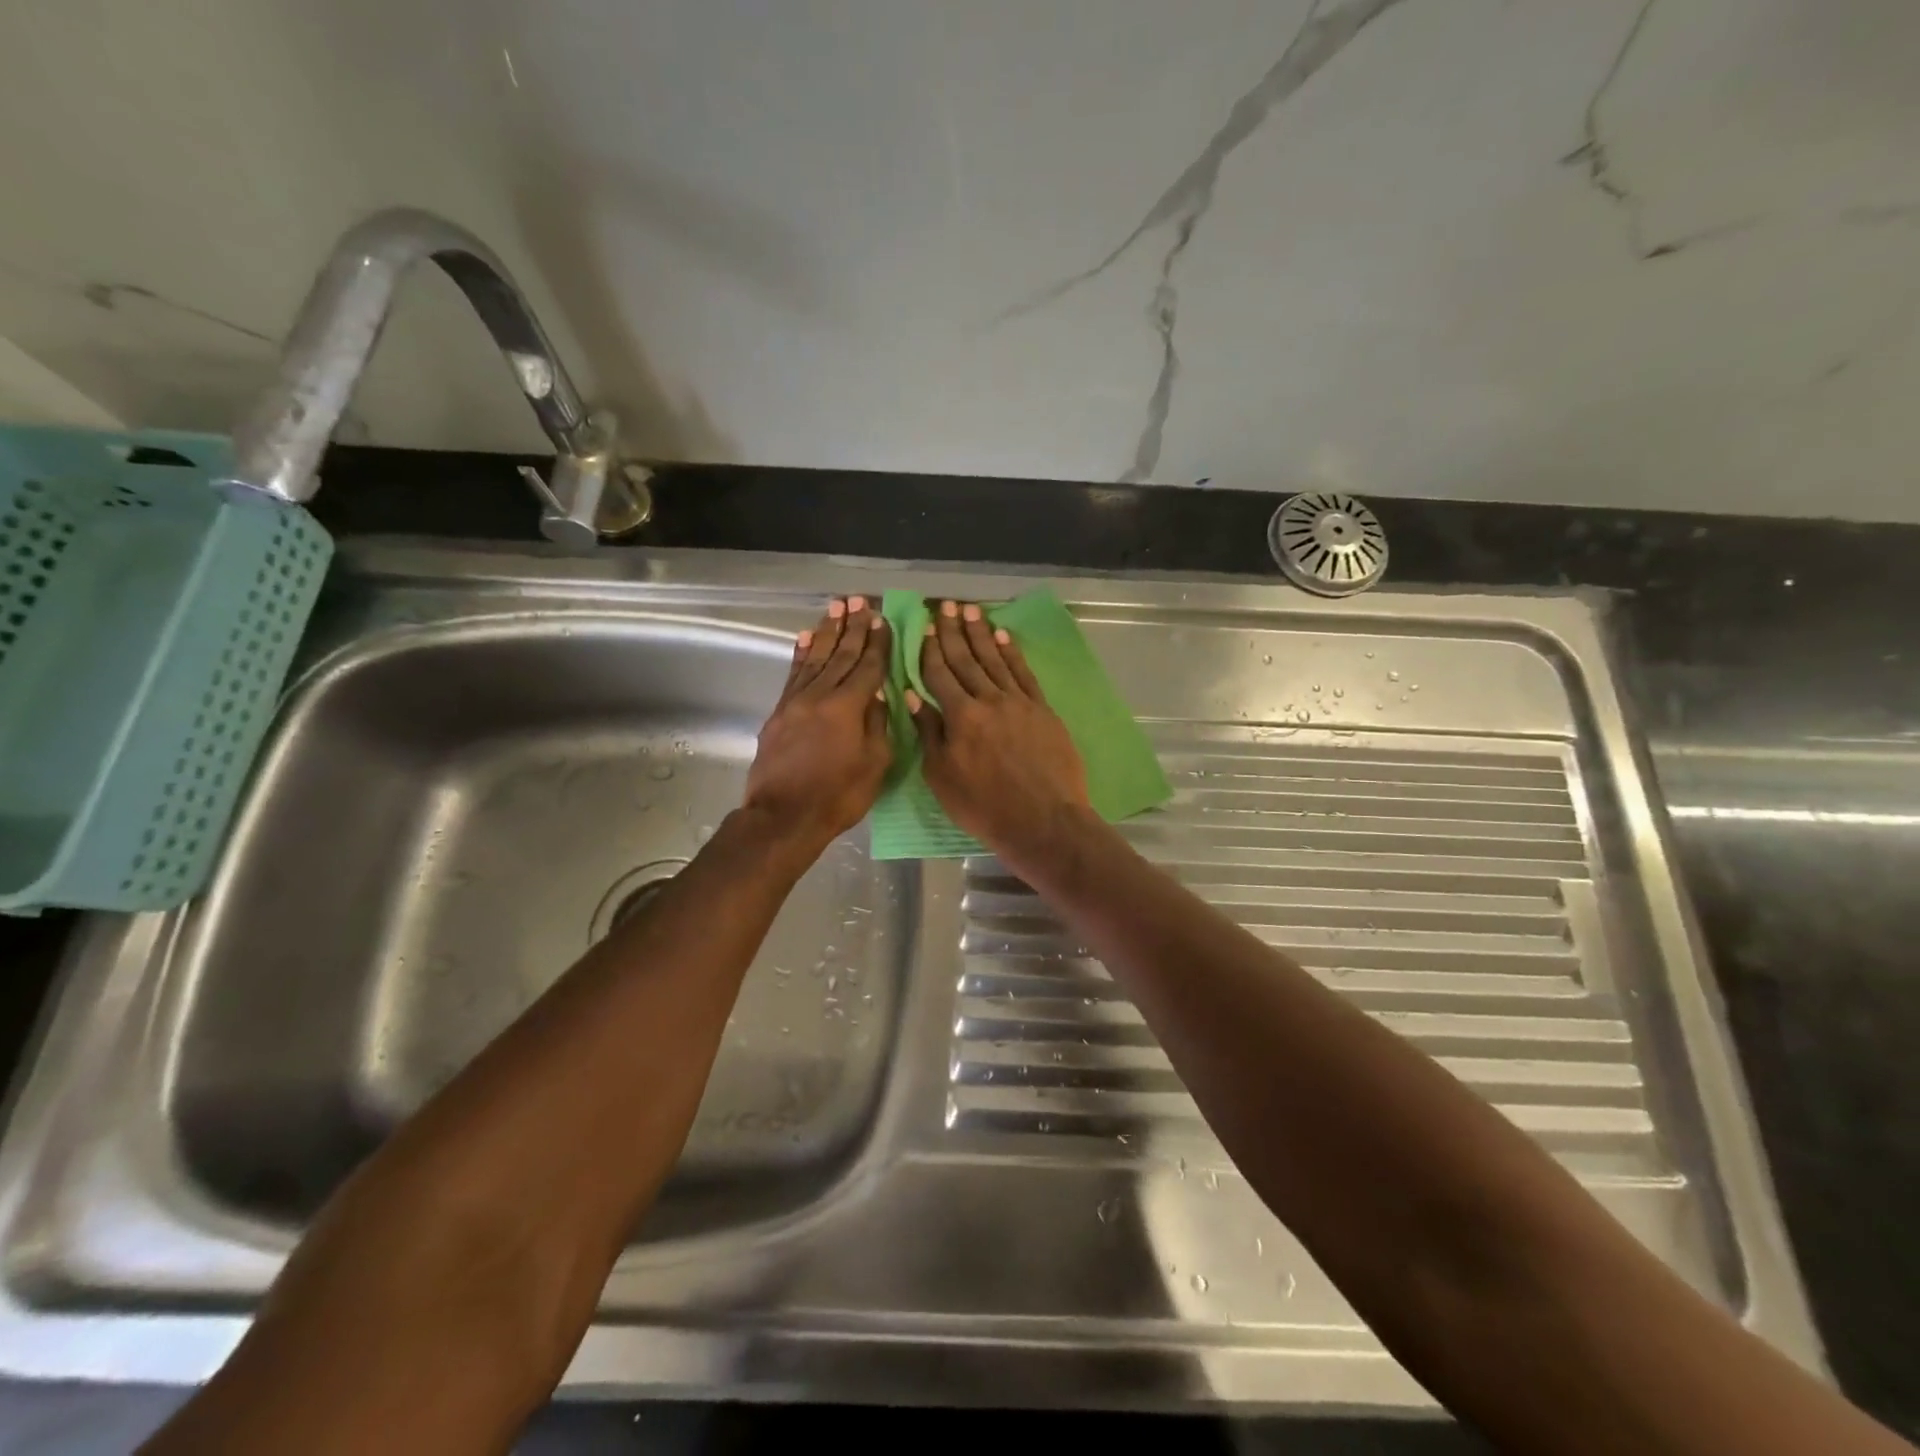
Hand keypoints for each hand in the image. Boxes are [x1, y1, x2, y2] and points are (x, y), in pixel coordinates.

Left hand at [744, 595, 891, 852]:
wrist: (783, 817)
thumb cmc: (837, 796)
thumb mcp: (874, 766)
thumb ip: (878, 725)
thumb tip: (878, 696)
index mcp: (848, 707)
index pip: (867, 667)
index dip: (877, 643)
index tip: (882, 620)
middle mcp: (820, 695)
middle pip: (840, 654)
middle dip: (852, 627)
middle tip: (859, 601)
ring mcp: (795, 702)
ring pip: (815, 658)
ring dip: (826, 631)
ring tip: (836, 608)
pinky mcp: (779, 712)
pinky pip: (793, 674)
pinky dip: (801, 654)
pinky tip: (806, 638)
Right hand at [909, 599, 1090, 867]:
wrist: (1044, 820)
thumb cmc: (984, 806)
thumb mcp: (942, 777)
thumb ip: (929, 733)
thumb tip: (913, 696)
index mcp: (960, 716)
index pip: (940, 674)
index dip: (931, 649)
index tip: (925, 627)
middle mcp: (989, 700)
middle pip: (967, 659)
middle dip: (954, 632)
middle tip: (947, 606)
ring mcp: (1019, 702)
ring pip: (996, 660)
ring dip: (982, 634)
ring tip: (971, 611)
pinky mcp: (1043, 710)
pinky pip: (1024, 673)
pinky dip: (1012, 653)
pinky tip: (1003, 637)